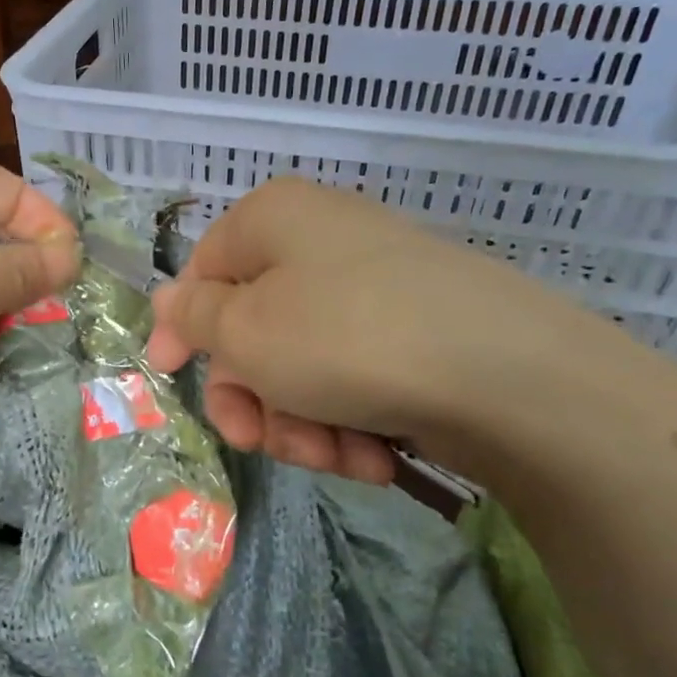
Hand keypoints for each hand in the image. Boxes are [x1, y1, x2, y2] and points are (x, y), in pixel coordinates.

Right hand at [145, 177, 644, 483]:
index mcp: (274, 221)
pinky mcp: (413, 336)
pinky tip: (373, 456)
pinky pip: (352, 380)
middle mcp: (323, 244)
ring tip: (334, 455)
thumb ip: (193, 316)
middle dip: (252, 398)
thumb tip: (170, 299)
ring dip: (302, 424)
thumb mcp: (245, 330)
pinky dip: (350, 424)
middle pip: (253, 330)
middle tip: (258, 439)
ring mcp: (373, 291)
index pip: (202, 270)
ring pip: (301, 368)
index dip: (181, 328)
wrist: (507, 376)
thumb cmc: (345, 338)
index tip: (170, 375)